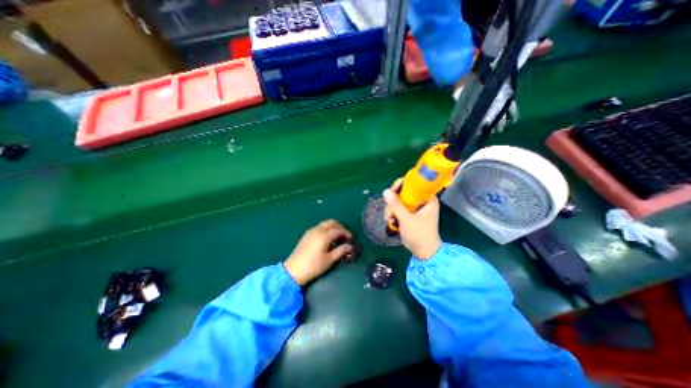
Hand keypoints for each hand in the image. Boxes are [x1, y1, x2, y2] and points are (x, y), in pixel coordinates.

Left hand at [284, 220, 352, 285]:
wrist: (293, 270)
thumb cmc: (313, 266)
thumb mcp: (329, 260)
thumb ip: (341, 251)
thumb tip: (349, 246)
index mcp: (324, 235)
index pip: (339, 230)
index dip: (346, 233)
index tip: (351, 239)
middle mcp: (318, 230)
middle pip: (332, 222)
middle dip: (340, 227)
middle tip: (344, 236)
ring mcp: (311, 231)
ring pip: (325, 224)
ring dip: (332, 228)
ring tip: (336, 238)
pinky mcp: (306, 235)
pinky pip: (319, 227)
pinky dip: (326, 230)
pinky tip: (327, 239)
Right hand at [384, 179, 442, 260]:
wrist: (424, 252)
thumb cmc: (419, 235)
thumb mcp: (406, 219)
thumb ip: (396, 205)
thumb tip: (385, 191)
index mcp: (427, 198)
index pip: (413, 183)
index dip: (400, 185)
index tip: (391, 192)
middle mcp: (422, 200)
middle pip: (403, 192)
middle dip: (393, 202)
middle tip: (389, 212)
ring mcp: (416, 207)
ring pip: (399, 201)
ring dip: (392, 209)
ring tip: (390, 219)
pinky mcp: (411, 213)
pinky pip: (399, 208)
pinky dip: (394, 213)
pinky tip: (391, 221)